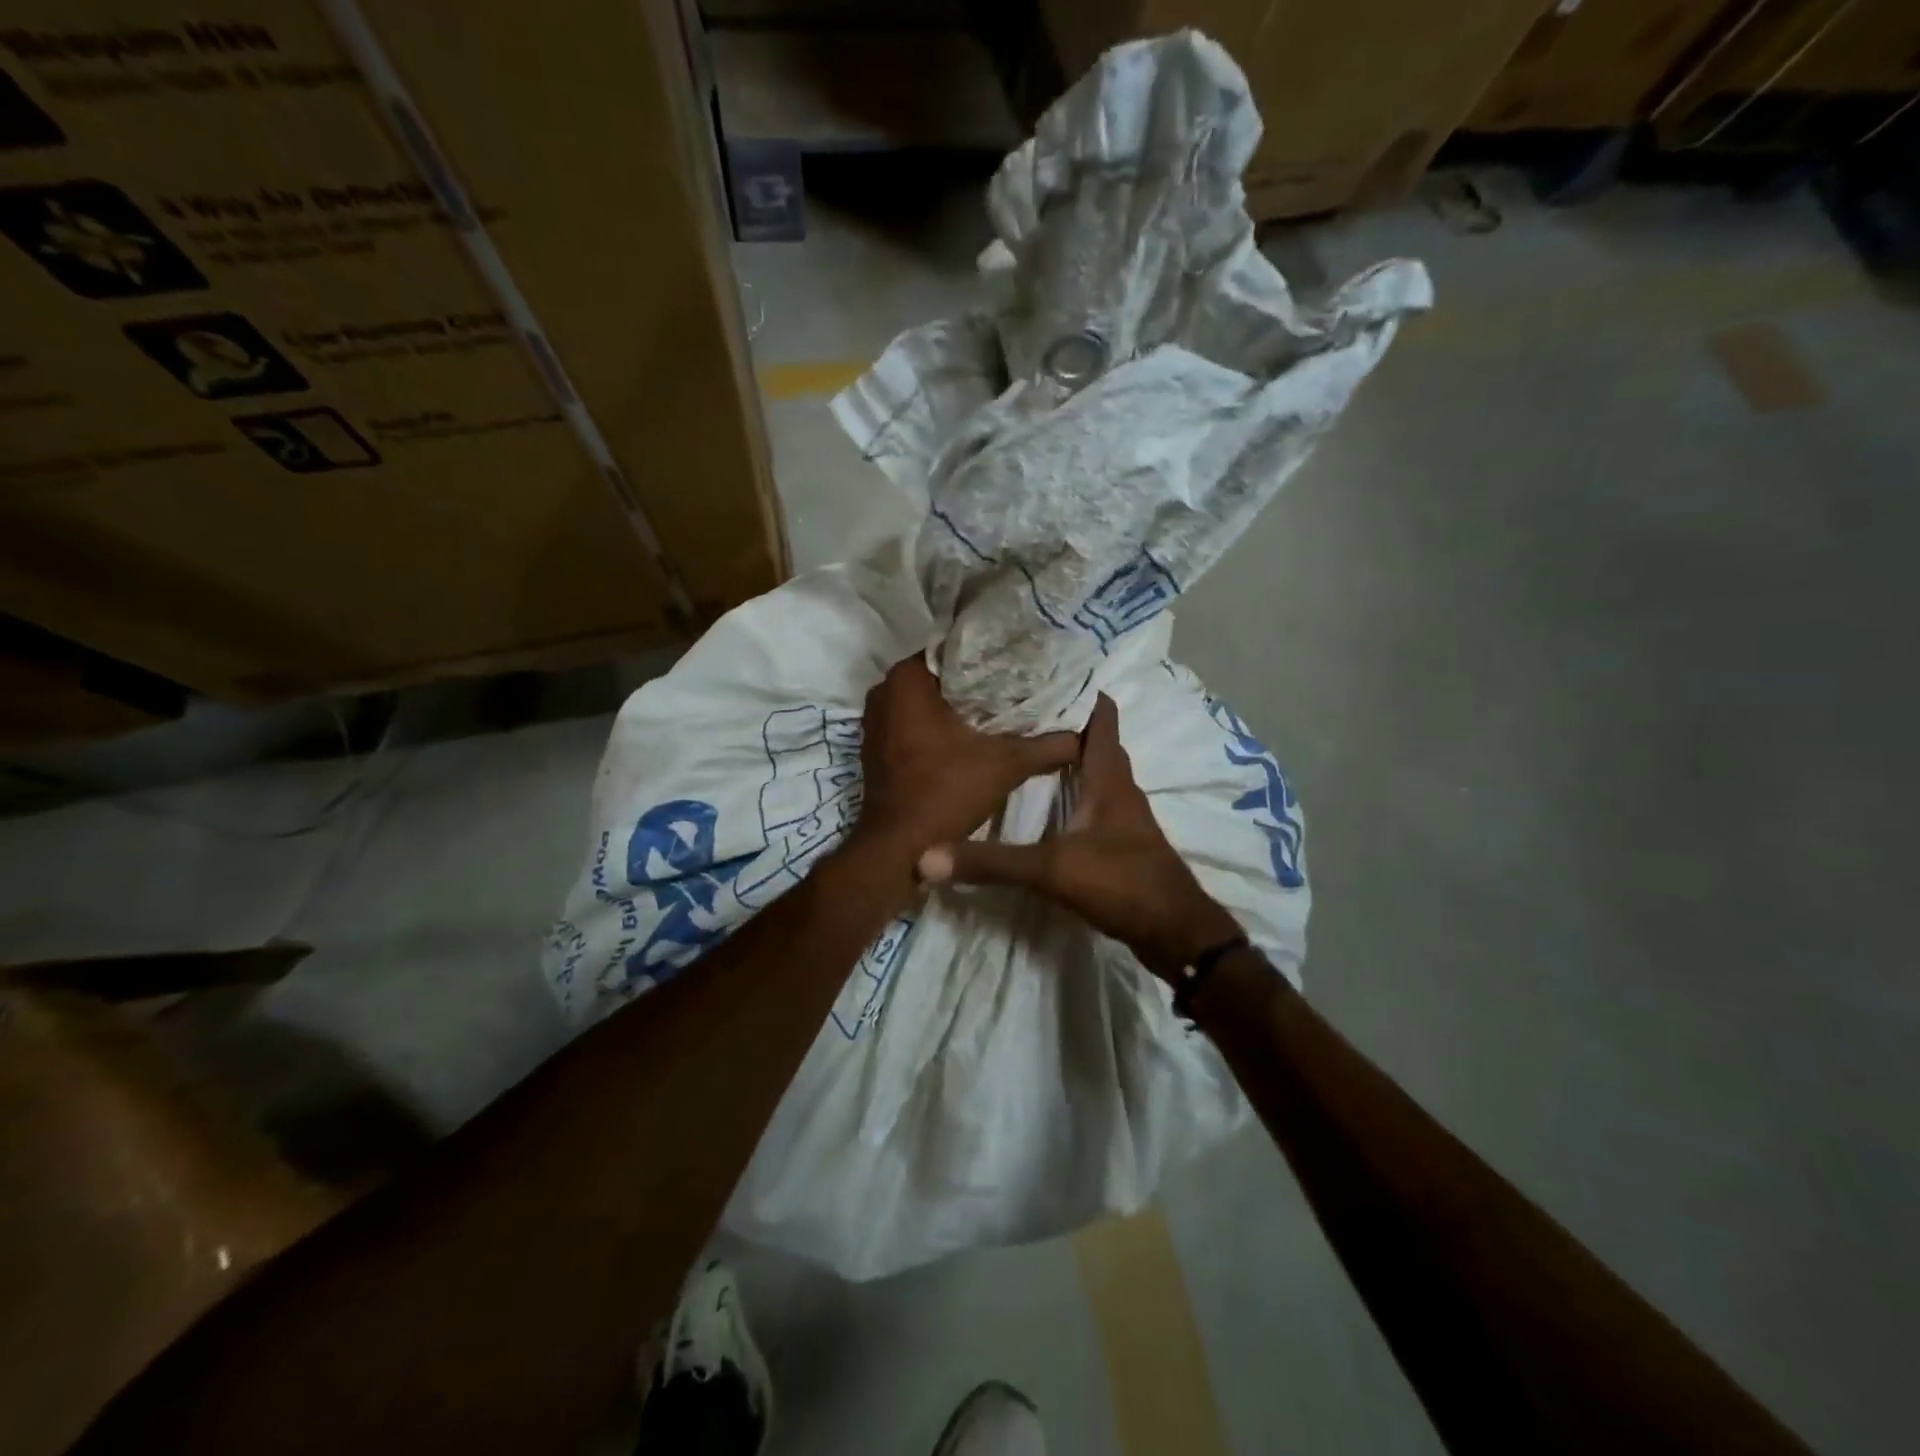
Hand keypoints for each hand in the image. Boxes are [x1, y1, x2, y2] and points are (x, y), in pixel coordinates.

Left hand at [853, 654, 1079, 859]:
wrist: (899, 850)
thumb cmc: (946, 793)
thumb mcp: (1006, 765)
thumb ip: (1048, 745)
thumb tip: (1084, 734)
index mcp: (906, 680)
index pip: (956, 648)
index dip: (992, 656)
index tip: (1023, 664)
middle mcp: (885, 692)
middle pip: (942, 675)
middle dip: (978, 683)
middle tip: (1020, 687)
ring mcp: (876, 721)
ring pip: (928, 701)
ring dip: (960, 706)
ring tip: (1004, 709)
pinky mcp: (878, 747)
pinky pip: (914, 723)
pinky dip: (941, 726)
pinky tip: (974, 736)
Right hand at [916, 694, 1241, 981]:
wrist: (1175, 932)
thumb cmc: (1121, 883)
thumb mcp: (1051, 870)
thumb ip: (992, 862)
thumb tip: (927, 856)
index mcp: (1109, 778)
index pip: (1101, 717)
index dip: (1079, 691)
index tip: (1042, 672)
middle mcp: (1120, 788)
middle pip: (1096, 740)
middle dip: (1066, 720)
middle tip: (1021, 707)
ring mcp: (1124, 815)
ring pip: (1097, 771)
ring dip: (1070, 755)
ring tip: (1028, 744)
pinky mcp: (1123, 840)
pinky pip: (1097, 798)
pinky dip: (1075, 788)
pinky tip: (1049, 799)